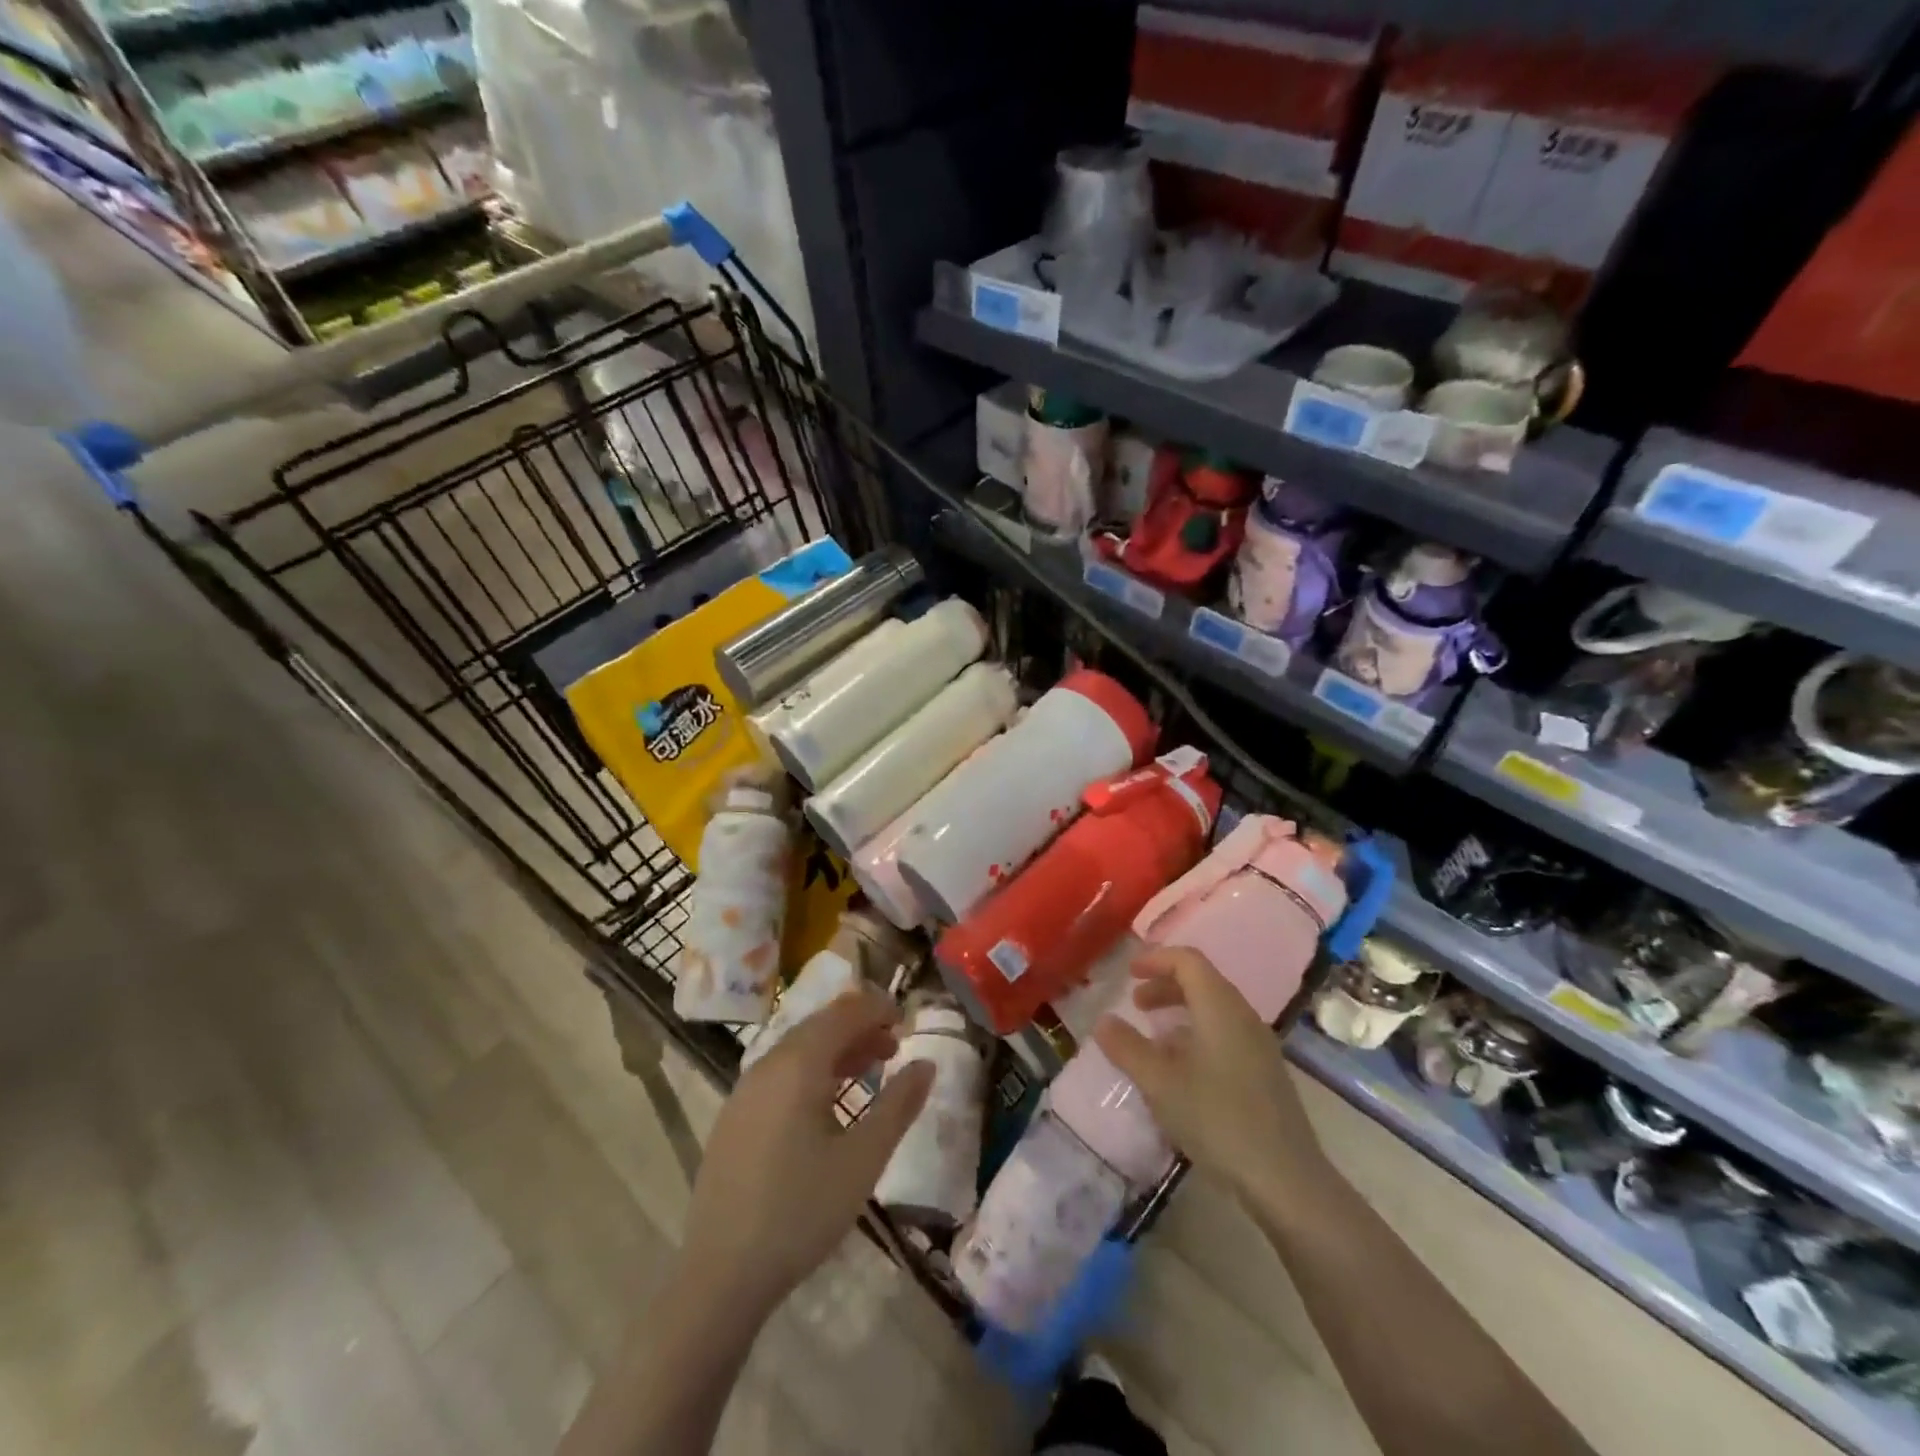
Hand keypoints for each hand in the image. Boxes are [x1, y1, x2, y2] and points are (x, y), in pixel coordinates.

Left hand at [681, 987, 933, 1318]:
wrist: (720, 1275)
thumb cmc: (801, 1212)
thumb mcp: (863, 1160)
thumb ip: (898, 1105)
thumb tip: (926, 1063)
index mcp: (798, 1064)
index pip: (845, 1012)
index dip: (879, 1009)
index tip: (908, 1022)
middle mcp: (767, 1064)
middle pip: (820, 1025)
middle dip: (860, 1027)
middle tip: (894, 1049)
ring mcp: (745, 1090)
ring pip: (798, 1048)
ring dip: (837, 1049)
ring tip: (870, 1071)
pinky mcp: (734, 1117)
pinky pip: (780, 1073)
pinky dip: (812, 1071)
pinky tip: (827, 1104)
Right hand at [1093, 948, 1326, 1201]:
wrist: (1286, 1180)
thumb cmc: (1218, 1119)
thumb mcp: (1160, 1083)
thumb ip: (1127, 1048)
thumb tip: (1103, 1021)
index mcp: (1220, 1007)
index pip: (1188, 960)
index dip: (1156, 959)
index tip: (1128, 973)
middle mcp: (1243, 1016)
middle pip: (1202, 982)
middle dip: (1165, 986)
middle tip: (1136, 1005)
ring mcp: (1259, 1046)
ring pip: (1214, 1011)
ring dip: (1180, 1013)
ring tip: (1154, 1040)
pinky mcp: (1265, 1073)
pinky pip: (1225, 1035)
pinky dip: (1197, 1036)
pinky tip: (1181, 1072)